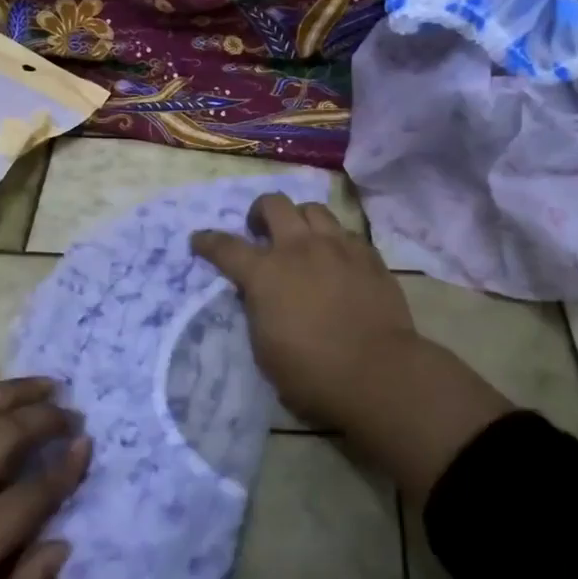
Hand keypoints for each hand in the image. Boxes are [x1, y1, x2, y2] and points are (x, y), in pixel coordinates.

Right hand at [193, 195, 512, 496]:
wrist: (377, 374)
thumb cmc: (311, 373)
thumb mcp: (264, 348)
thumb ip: (257, 311)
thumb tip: (258, 295)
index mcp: (265, 274)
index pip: (225, 247)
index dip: (207, 241)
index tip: (199, 239)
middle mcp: (299, 249)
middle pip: (274, 204)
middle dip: (260, 212)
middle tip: (260, 231)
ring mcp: (338, 247)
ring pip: (314, 209)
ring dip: (300, 219)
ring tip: (302, 239)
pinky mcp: (369, 256)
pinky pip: (346, 232)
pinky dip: (334, 240)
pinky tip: (337, 259)